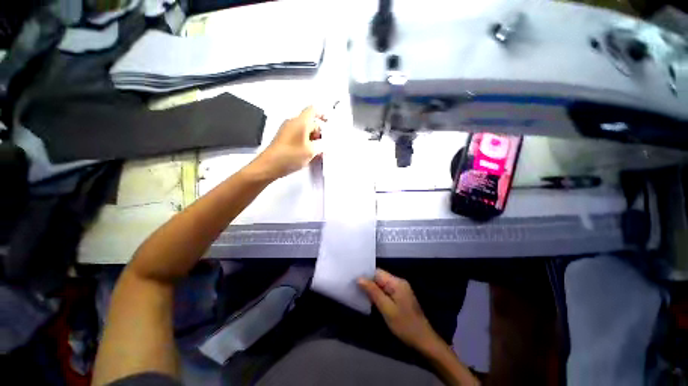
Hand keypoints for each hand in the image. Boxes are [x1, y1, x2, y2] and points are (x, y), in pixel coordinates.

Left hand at [249, 106, 323, 180]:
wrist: (269, 165)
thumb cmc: (290, 156)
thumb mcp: (311, 151)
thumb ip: (321, 146)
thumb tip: (324, 144)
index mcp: (300, 122)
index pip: (312, 110)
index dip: (322, 115)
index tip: (327, 123)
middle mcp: (292, 123)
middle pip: (309, 122)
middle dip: (318, 132)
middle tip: (323, 144)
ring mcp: (287, 130)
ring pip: (304, 130)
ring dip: (312, 139)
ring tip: (317, 152)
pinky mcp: (283, 138)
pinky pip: (298, 136)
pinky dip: (305, 142)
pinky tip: (308, 154)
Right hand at [358, 269, 441, 352]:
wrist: (423, 341)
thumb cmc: (405, 325)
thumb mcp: (387, 309)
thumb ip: (373, 292)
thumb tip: (359, 278)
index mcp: (397, 282)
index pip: (377, 272)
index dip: (365, 274)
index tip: (353, 279)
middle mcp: (399, 282)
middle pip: (379, 277)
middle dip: (368, 282)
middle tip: (353, 286)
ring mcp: (400, 290)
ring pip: (382, 284)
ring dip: (372, 288)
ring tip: (358, 292)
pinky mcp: (400, 297)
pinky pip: (386, 291)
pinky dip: (378, 294)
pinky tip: (370, 299)